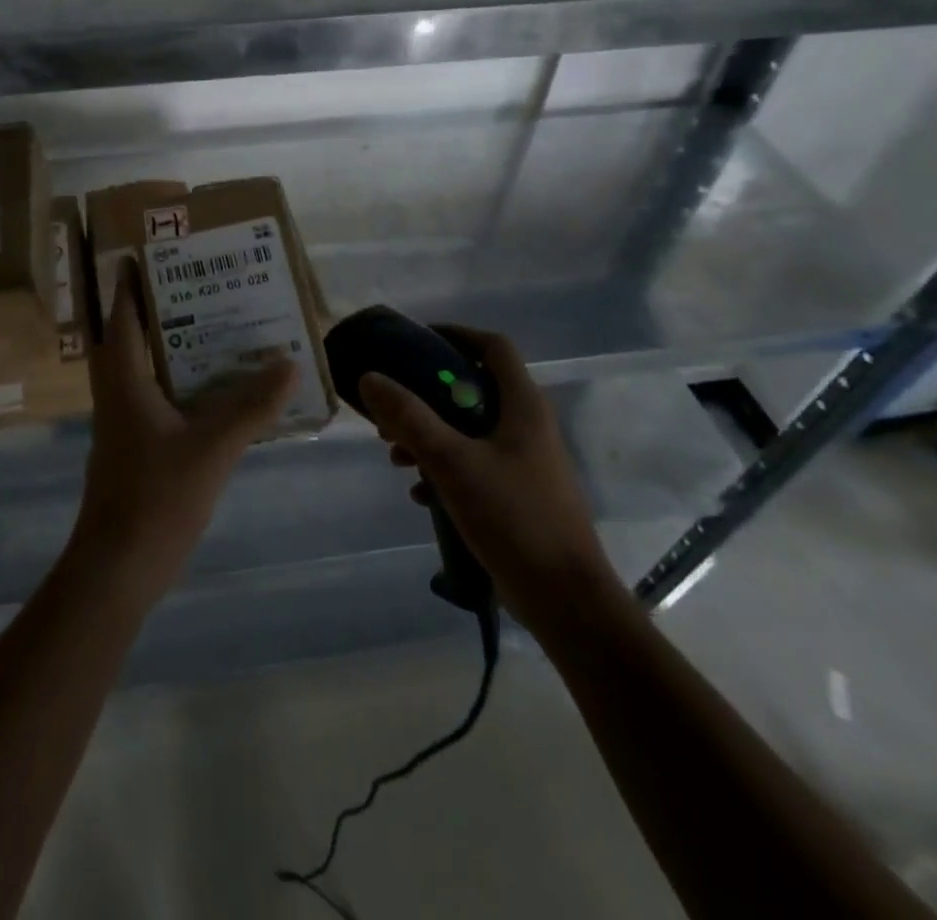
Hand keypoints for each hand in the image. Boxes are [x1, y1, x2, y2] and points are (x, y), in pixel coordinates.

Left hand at [72, 260, 297, 602]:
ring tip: (222, 320)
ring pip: (151, 366)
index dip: (133, 281)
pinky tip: (224, 384)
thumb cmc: (156, 497)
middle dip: (166, 305)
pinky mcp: (140, 444)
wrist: (119, 567)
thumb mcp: (212, 447)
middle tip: (206, 280)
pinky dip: (188, 380)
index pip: (122, 313)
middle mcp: (119, 390)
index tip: (154, 251)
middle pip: (136, 333)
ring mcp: (127, 419)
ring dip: (179, 343)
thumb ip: (252, 407)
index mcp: (123, 377)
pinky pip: (164, 395)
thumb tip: (290, 364)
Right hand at [358, 327, 620, 633]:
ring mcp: (525, 462)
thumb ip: (410, 418)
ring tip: (395, 456)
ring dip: (429, 435)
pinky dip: (444, 468)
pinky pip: (474, 464)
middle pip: (473, 388)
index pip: (493, 346)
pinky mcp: (518, 494)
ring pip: (469, 429)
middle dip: (426, 395)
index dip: (455, 334)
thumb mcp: (452, 462)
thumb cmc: (514, 518)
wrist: (566, 601)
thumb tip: (370, 377)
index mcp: (523, 406)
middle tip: (391, 409)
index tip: (414, 343)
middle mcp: (527, 426)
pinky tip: (418, 493)